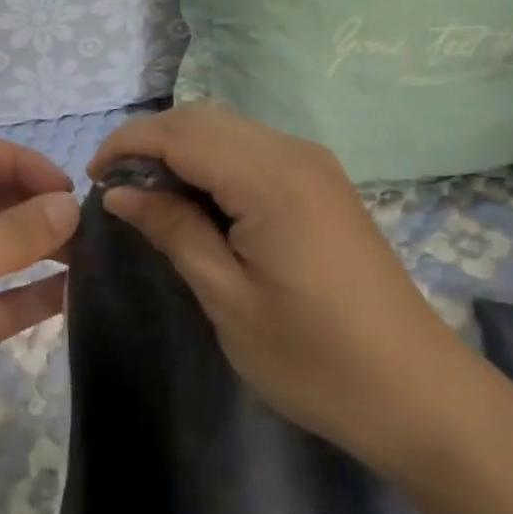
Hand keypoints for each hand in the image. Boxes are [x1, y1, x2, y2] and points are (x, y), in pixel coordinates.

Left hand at [0, 137, 80, 513]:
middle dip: (33, 204)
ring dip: (39, 247)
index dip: (19, 162)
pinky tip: (74, 294)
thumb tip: (71, 204)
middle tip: (88, 222)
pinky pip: (2, 302)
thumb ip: (14, 232)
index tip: (66, 188)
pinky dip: (33, 296)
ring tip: (91, 253)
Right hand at [90, 103, 485, 479]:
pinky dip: (212, 159)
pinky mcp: (321, 181)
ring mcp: (312, 163)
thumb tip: (120, 192)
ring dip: (180, 147)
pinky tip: (199, 199)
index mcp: (270, 179)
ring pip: (226, 127)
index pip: (180, 133)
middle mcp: (292, 153)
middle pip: (202, 118)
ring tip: (150, 195)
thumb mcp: (229, 299)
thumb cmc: (316, 359)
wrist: (420, 395)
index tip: (92, 177)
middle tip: (117, 188)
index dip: (128, 145)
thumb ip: (173, 230)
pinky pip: (251, 147)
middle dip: (150, 141)